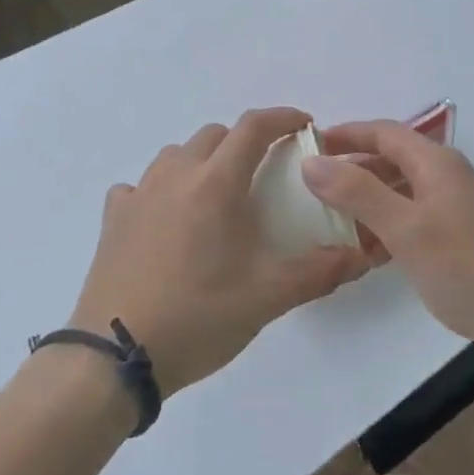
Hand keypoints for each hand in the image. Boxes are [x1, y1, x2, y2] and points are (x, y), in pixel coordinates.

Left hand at [69, 108, 370, 397]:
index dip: (282, 117)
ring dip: (204, 162)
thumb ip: (319, 271)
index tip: (304, 126)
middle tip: (265, 174)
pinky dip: (162, 191)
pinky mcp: (113, 219)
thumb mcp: (268, 297)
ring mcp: (139, 195)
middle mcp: (175, 176)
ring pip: (177, 155)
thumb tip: (360, 256)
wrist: (116, 357)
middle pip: (215, 135)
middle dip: (245, 143)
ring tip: (218, 198)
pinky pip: (141, 186)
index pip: (253, 128)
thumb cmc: (198, 316)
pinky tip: (167, 221)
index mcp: (216, 184)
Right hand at [301, 120, 473, 360]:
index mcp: (434, 162)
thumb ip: (356, 192)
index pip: (383, 132)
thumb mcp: (404, 226)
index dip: (346, 135)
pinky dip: (385, 225)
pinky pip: (410, 216)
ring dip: (366, 200)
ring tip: (332, 221)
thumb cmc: (463, 263)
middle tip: (313, 187)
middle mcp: (444, 175)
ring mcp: (451, 205)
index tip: (309, 146)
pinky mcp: (454, 233)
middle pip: (390, 159)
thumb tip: (310, 162)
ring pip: (398, 190)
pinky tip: (366, 251)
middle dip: (352, 169)